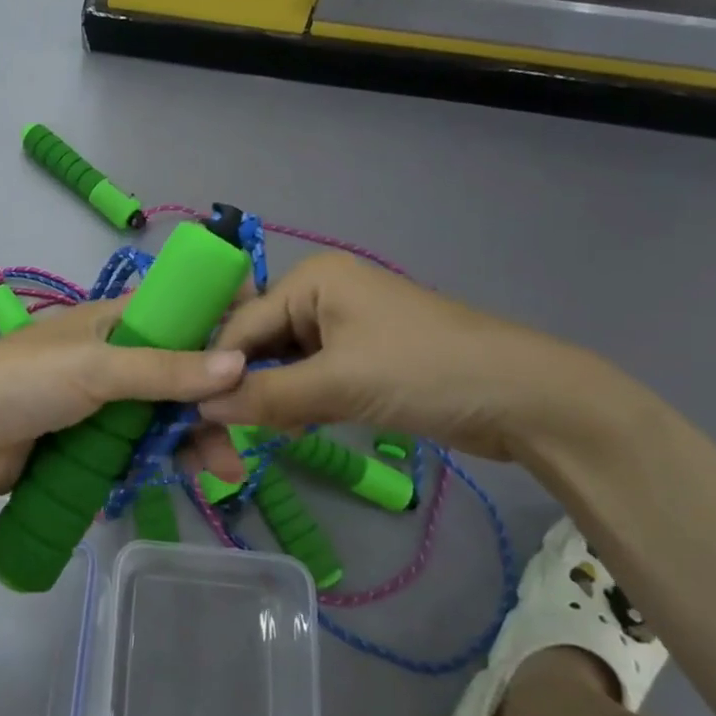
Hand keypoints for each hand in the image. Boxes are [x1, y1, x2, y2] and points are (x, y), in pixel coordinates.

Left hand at [0, 300, 246, 506]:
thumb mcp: (95, 368)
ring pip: (164, 415)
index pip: (180, 311)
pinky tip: (189, 475)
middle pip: (179, 373)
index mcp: (113, 321)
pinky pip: (139, 448)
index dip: (220, 324)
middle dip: (213, 399)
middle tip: (244, 433)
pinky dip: (165, 459)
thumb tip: (238, 364)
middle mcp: (113, 357)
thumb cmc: (21, 384)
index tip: (260, 351)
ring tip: (223, 470)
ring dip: (195, 436)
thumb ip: (164, 369)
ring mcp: (101, 404)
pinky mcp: (89, 444)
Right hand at [198, 254, 606, 460]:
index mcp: (311, 279)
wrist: (524, 397)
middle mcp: (321, 293)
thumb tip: (201, 409)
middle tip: (226, 436)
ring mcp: (344, 325)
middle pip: (260, 342)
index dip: (217, 370)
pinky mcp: (362, 357)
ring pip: (284, 363)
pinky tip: (294, 427)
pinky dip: (299, 401)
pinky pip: (311, 376)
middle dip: (245, 386)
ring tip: (263, 434)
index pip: (241, 325)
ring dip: (272, 398)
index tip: (191, 417)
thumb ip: (265, 396)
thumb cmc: (423, 372)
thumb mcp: (337, 384)